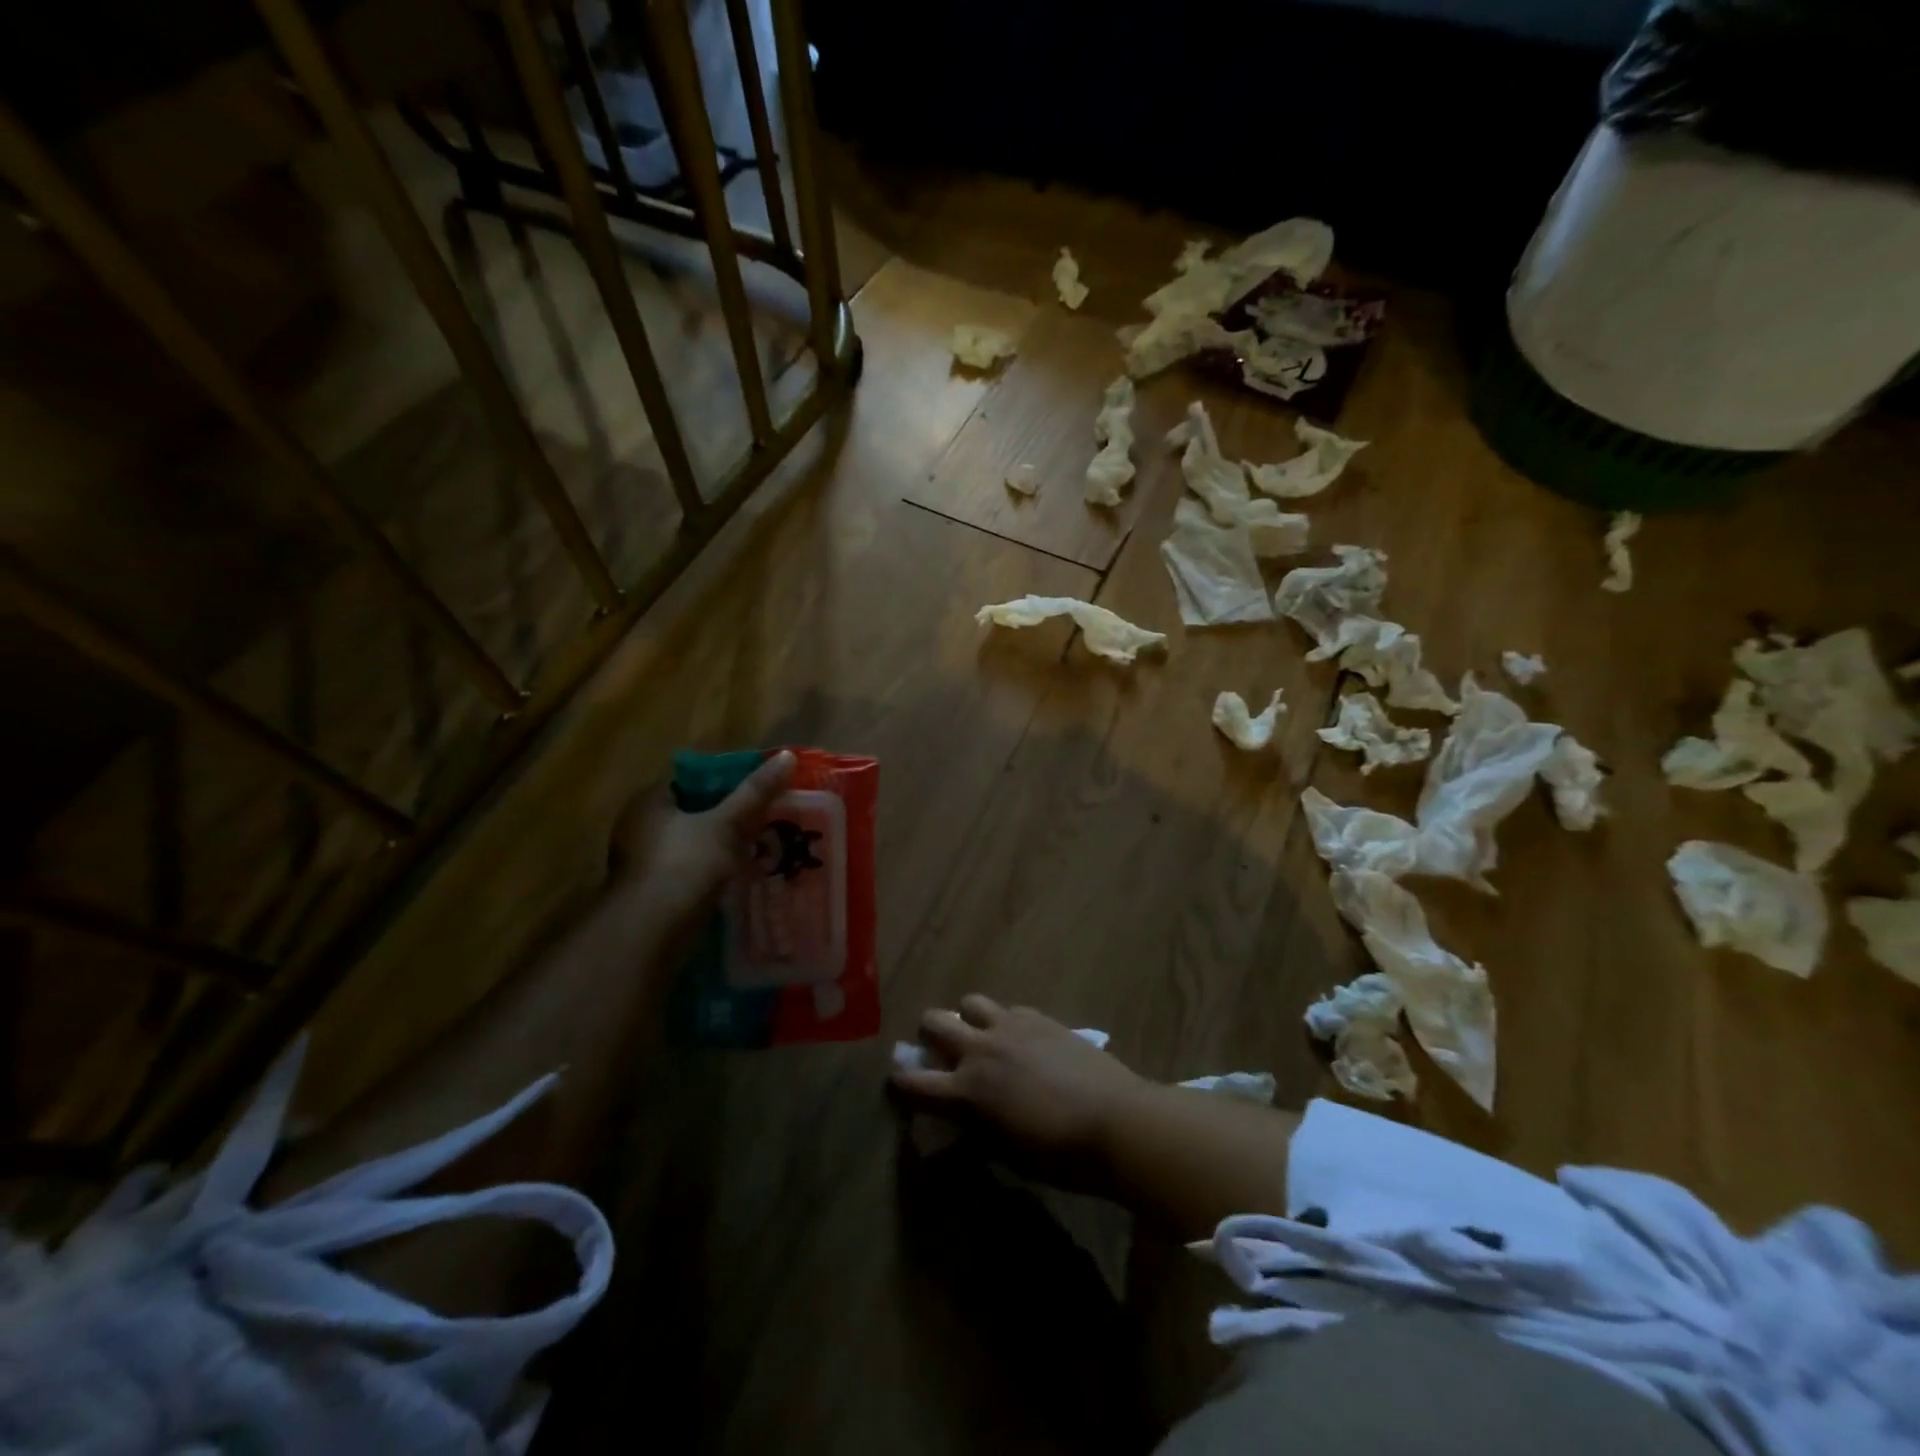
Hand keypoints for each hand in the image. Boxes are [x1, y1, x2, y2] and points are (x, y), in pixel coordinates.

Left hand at [607, 749, 794, 943]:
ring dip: (722, 848)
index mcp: (648, 803)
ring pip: (693, 847)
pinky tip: (742, 878)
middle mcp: (639, 830)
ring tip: (762, 846)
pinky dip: (714, 875)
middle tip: (765, 816)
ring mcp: (644, 866)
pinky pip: (692, 874)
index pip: (688, 781)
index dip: (723, 781)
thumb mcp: (726, 824)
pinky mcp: (655, 896)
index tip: (756, 788)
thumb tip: (787, 755)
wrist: (651, 934)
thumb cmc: (683, 866)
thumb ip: (755, 793)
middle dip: (727, 817)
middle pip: (692, 815)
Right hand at [891, 996, 1150, 1179]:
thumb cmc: (1060, 1155)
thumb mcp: (1008, 1155)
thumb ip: (978, 1131)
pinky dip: (1005, 1021)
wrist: (1114, 1120)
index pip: (914, 1083)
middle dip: (928, 1035)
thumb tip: (963, 1122)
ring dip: (967, 1018)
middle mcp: (981, 1050)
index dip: (900, 1083)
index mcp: (968, 1092)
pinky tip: (1022, 1040)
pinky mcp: (1038, 1017)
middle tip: (940, 1052)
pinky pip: (1008, 1008)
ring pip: (970, 1002)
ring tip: (981, 1036)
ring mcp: (1010, 1026)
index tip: (897, 1083)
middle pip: (934, 1022)